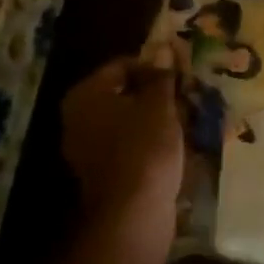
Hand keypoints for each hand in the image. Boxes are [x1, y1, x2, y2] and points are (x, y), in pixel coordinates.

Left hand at [61, 51, 183, 246]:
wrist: (133, 214)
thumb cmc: (144, 148)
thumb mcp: (159, 105)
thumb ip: (161, 76)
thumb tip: (163, 49)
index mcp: (85, 95)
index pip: (122, 65)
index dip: (154, 66)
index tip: (181, 74)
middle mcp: (77, 119)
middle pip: (123, 93)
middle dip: (155, 94)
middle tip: (186, 95)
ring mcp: (87, 148)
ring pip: (127, 120)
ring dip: (154, 118)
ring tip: (186, 119)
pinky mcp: (102, 173)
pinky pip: (128, 144)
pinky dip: (149, 141)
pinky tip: (174, 145)